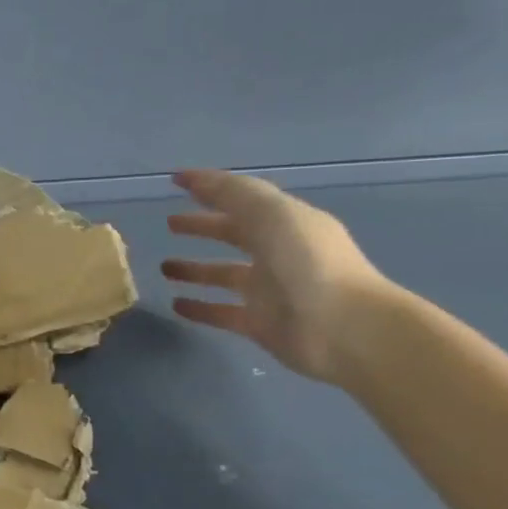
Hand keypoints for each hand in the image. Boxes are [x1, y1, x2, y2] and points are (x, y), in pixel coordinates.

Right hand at [161, 169, 395, 383]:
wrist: (344, 329)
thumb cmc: (308, 264)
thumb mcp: (272, 215)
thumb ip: (232, 194)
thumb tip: (190, 178)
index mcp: (287, 223)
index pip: (243, 199)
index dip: (211, 188)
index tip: (176, 182)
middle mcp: (279, 253)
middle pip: (234, 234)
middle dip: (203, 226)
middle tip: (169, 223)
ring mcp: (269, 290)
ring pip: (224, 275)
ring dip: (195, 269)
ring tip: (163, 268)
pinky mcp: (259, 324)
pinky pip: (221, 312)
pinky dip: (199, 308)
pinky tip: (175, 305)